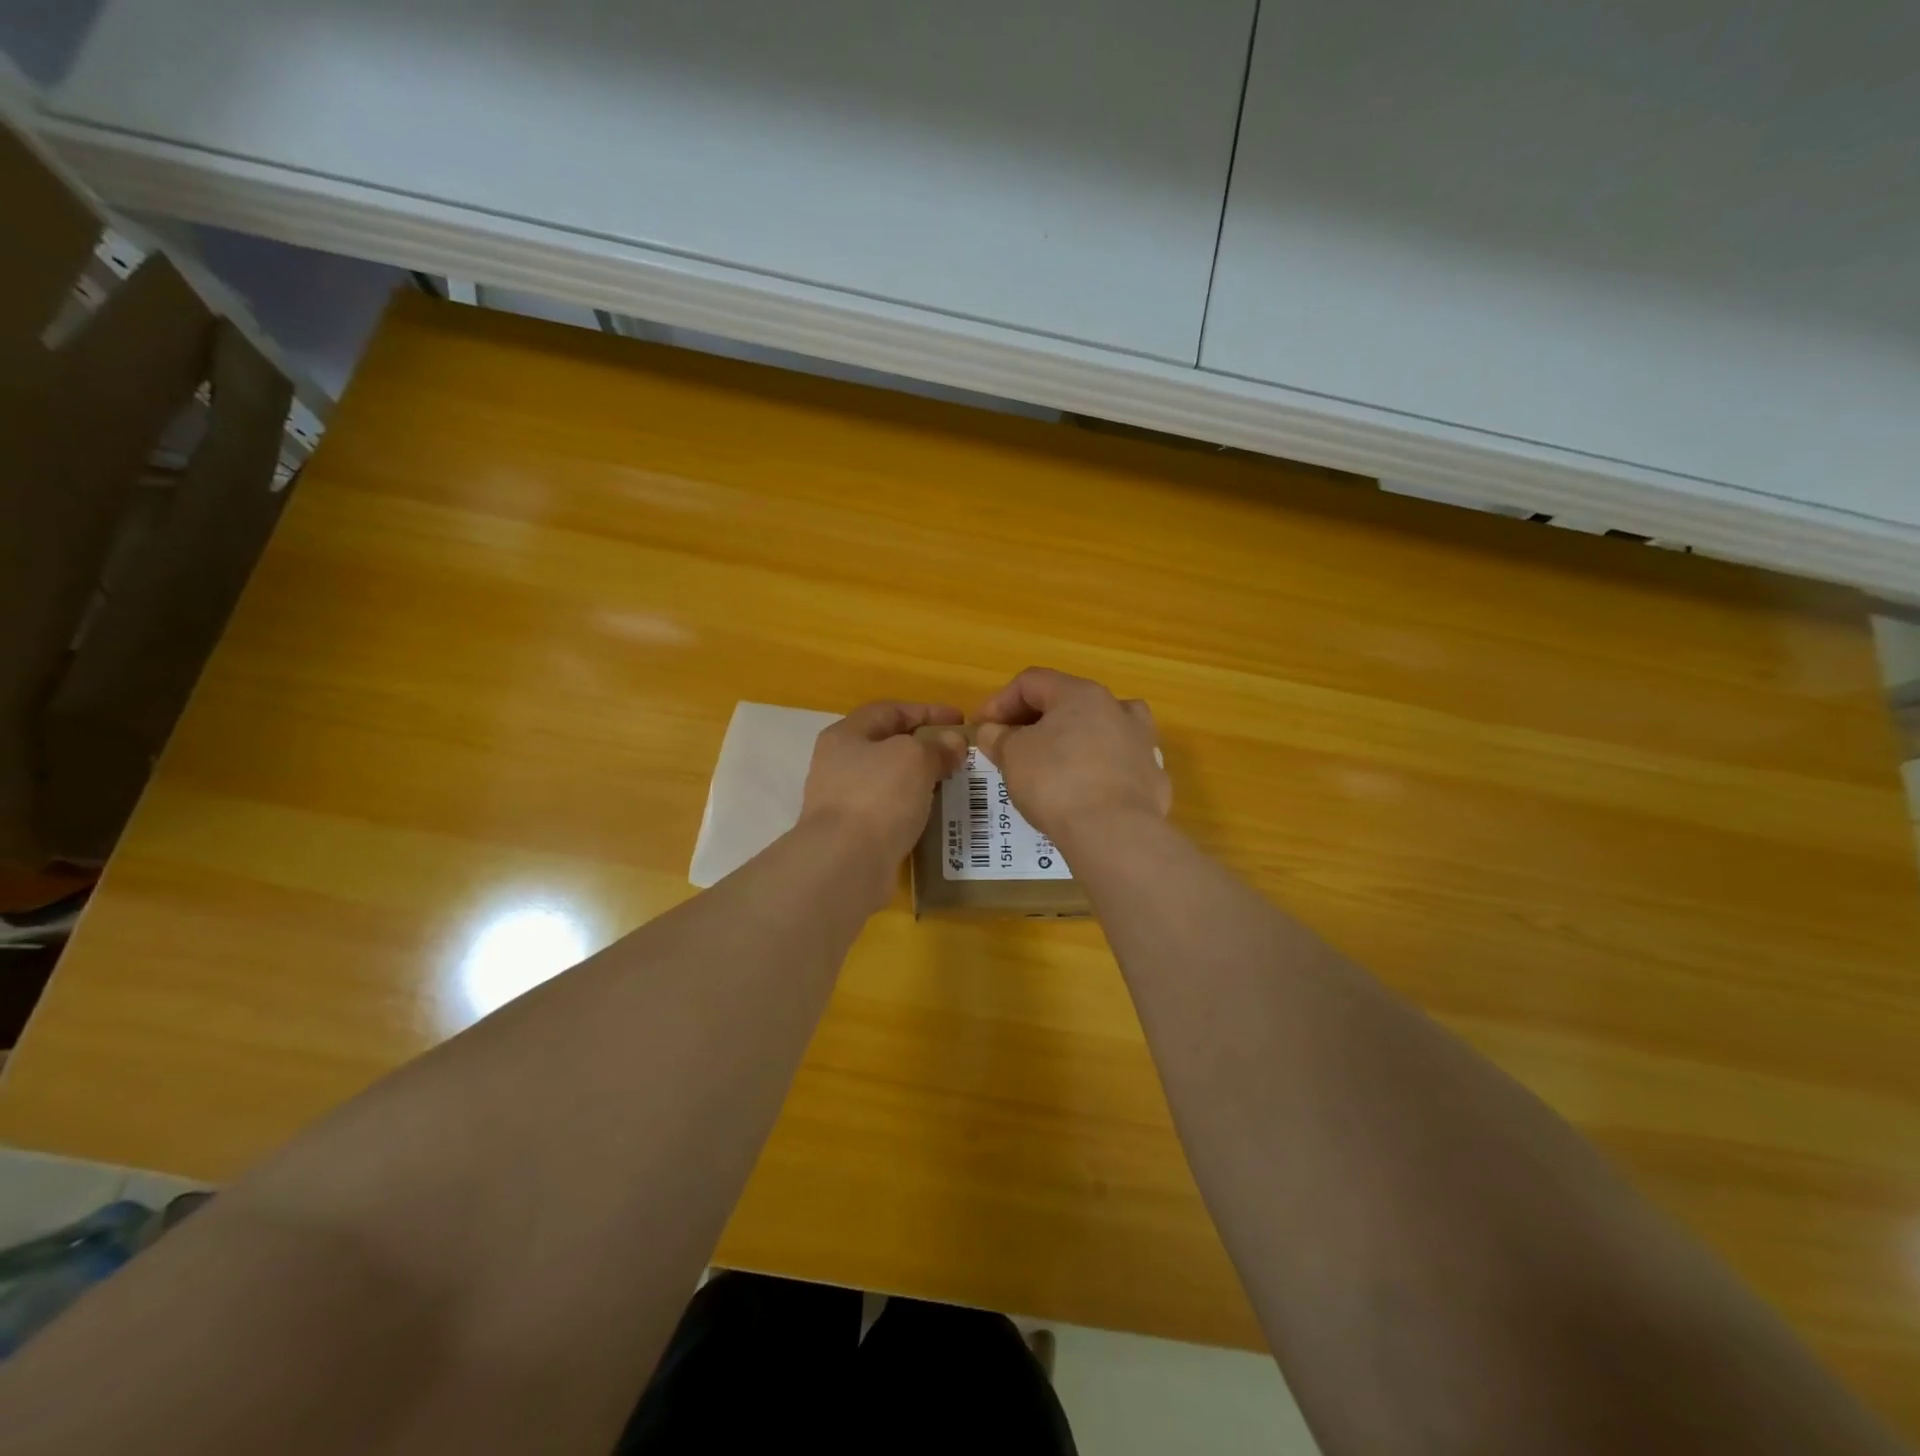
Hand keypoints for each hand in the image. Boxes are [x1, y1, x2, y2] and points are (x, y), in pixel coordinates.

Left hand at [800, 701, 967, 880]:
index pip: (890, 710)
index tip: (961, 720)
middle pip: (888, 746)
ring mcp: (844, 801)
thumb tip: (954, 743)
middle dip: (925, 747)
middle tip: (959, 755)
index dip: (927, 710)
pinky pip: (890, 812)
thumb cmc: (878, 796)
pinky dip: (913, 809)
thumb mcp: (915, 758)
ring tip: (952, 784)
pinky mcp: (853, 834)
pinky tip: (935, 815)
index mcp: (846, 735)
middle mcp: (839, 764)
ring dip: (921, 780)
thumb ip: (937, 746)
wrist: (846, 863)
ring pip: (890, 781)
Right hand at [973, 668, 1169, 846]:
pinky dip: (1096, 771)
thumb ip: (998, 737)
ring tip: (1052, 764)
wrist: (1114, 833)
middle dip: (1033, 722)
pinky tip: (1083, 794)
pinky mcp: (1153, 778)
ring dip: (1072, 740)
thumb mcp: (1012, 756)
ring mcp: (1142, 743)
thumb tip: (992, 732)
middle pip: (1067, 703)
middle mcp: (1117, 708)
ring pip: (1101, 730)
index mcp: (1080, 694)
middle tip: (1009, 747)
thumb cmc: (1056, 782)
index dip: (999, 702)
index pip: (1031, 682)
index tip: (981, 729)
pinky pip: (1117, 765)